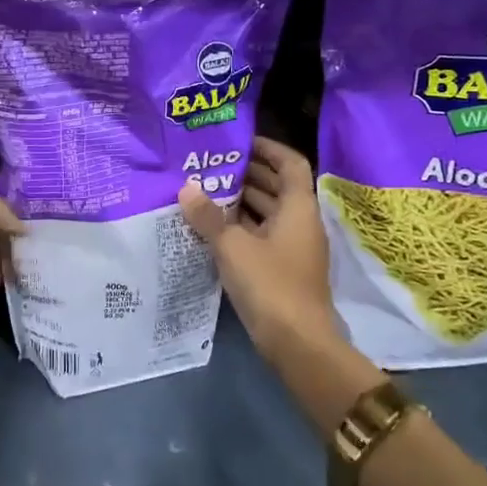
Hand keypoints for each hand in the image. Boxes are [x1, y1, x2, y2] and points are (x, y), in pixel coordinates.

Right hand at [179, 136, 339, 353]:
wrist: (297, 343)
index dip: (268, 148)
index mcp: (298, 209)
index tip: (238, 142)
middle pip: (277, 187)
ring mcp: (292, 248)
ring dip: (241, 201)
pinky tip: (211, 227)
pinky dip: (240, 227)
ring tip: (204, 191)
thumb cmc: (270, 284)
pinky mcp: (282, 270)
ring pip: (268, 213)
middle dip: (247, 174)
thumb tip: (186, 187)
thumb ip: (208, 216)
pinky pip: (261, 236)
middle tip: (210, 165)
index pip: (290, 164)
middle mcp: (300, 223)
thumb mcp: (233, 246)